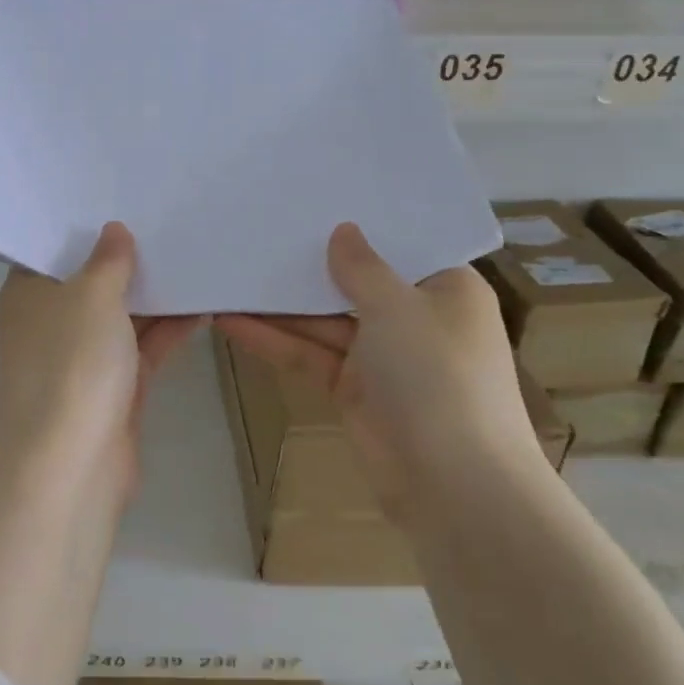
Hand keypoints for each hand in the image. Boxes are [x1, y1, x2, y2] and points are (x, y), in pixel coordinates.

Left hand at [0, 223, 203, 506]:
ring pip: (121, 317)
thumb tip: (114, 231)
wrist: (71, 462)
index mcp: (28, 294)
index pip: (52, 250)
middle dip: (127, 260)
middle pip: (90, 282)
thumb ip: (108, 260)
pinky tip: (203, 305)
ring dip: (154, 295)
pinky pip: (143, 348)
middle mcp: (51, 323)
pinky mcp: (113, 389)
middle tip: (169, 222)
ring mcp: (82, 358)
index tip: (120, 201)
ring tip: (195, 257)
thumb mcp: (91, 295)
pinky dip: (168, 330)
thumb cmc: (71, 362)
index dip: (84, 228)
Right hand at [215, 223, 536, 520]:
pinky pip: (309, 354)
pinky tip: (230, 320)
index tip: (314, 199)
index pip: (400, 246)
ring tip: (231, 272)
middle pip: (355, 282)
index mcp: (446, 290)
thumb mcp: (398, 307)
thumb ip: (361, 268)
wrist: (452, 485)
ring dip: (281, 304)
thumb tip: (343, 231)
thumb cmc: (437, 376)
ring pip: (324, 320)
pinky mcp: (352, 389)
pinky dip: (275, 340)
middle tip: (260, 230)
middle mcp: (415, 318)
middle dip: (310, 263)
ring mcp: (381, 356)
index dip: (360, 225)